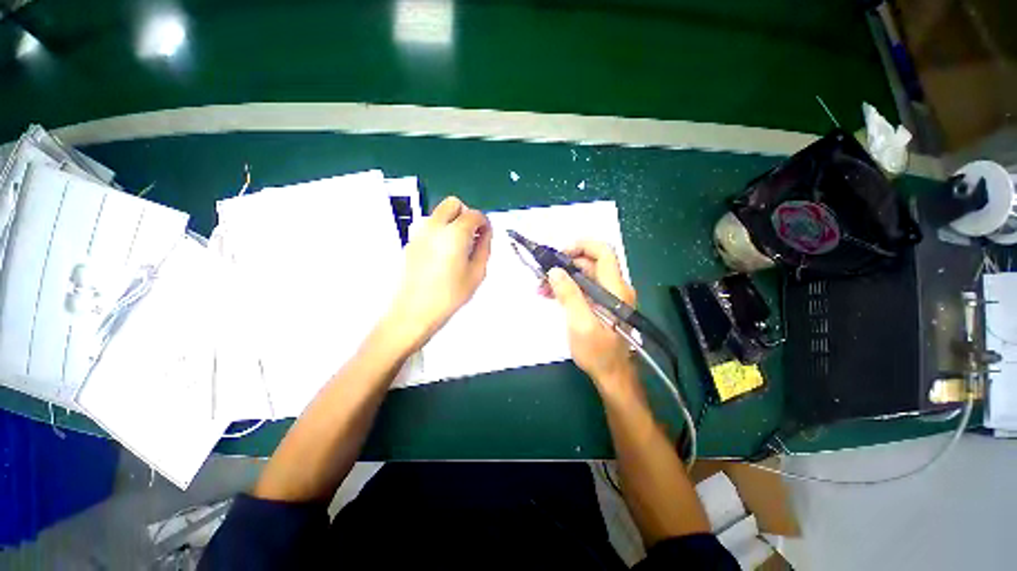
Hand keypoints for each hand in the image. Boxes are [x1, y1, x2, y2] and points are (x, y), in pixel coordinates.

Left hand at [383, 197, 491, 351]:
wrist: (414, 310)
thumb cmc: (450, 295)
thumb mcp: (477, 273)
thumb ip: (484, 248)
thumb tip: (485, 234)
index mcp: (455, 233)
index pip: (474, 214)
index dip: (484, 222)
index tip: (486, 234)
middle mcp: (435, 226)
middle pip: (453, 203)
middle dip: (466, 214)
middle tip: (473, 235)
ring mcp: (419, 232)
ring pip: (440, 213)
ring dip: (452, 221)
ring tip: (458, 246)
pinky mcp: (411, 241)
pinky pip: (429, 225)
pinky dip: (440, 230)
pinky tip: (444, 252)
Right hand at [546, 241, 640, 397]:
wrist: (612, 375)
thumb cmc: (598, 352)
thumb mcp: (580, 323)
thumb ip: (569, 295)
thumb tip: (555, 271)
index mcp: (615, 289)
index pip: (603, 252)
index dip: (582, 246)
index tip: (560, 255)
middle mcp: (615, 288)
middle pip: (591, 263)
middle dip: (565, 265)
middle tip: (543, 274)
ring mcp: (609, 296)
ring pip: (585, 276)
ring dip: (563, 278)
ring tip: (542, 287)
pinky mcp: (602, 305)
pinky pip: (584, 288)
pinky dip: (568, 288)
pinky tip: (551, 295)